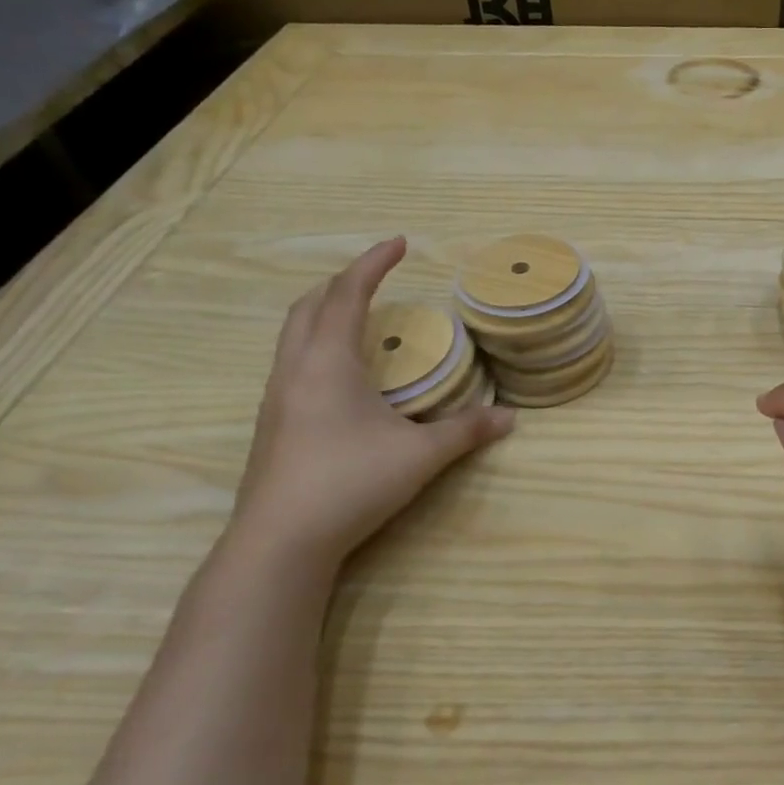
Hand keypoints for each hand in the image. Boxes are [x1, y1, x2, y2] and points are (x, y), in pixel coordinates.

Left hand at [232, 238, 513, 567]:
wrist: (281, 542)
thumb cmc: (351, 482)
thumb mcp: (420, 455)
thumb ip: (467, 431)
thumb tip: (511, 418)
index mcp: (328, 362)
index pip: (348, 294)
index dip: (373, 263)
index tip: (399, 242)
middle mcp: (295, 370)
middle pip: (309, 306)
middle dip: (342, 283)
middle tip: (375, 277)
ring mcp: (277, 399)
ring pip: (294, 336)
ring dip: (324, 313)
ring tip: (358, 318)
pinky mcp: (273, 425)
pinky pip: (292, 363)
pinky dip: (317, 346)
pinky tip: (341, 375)